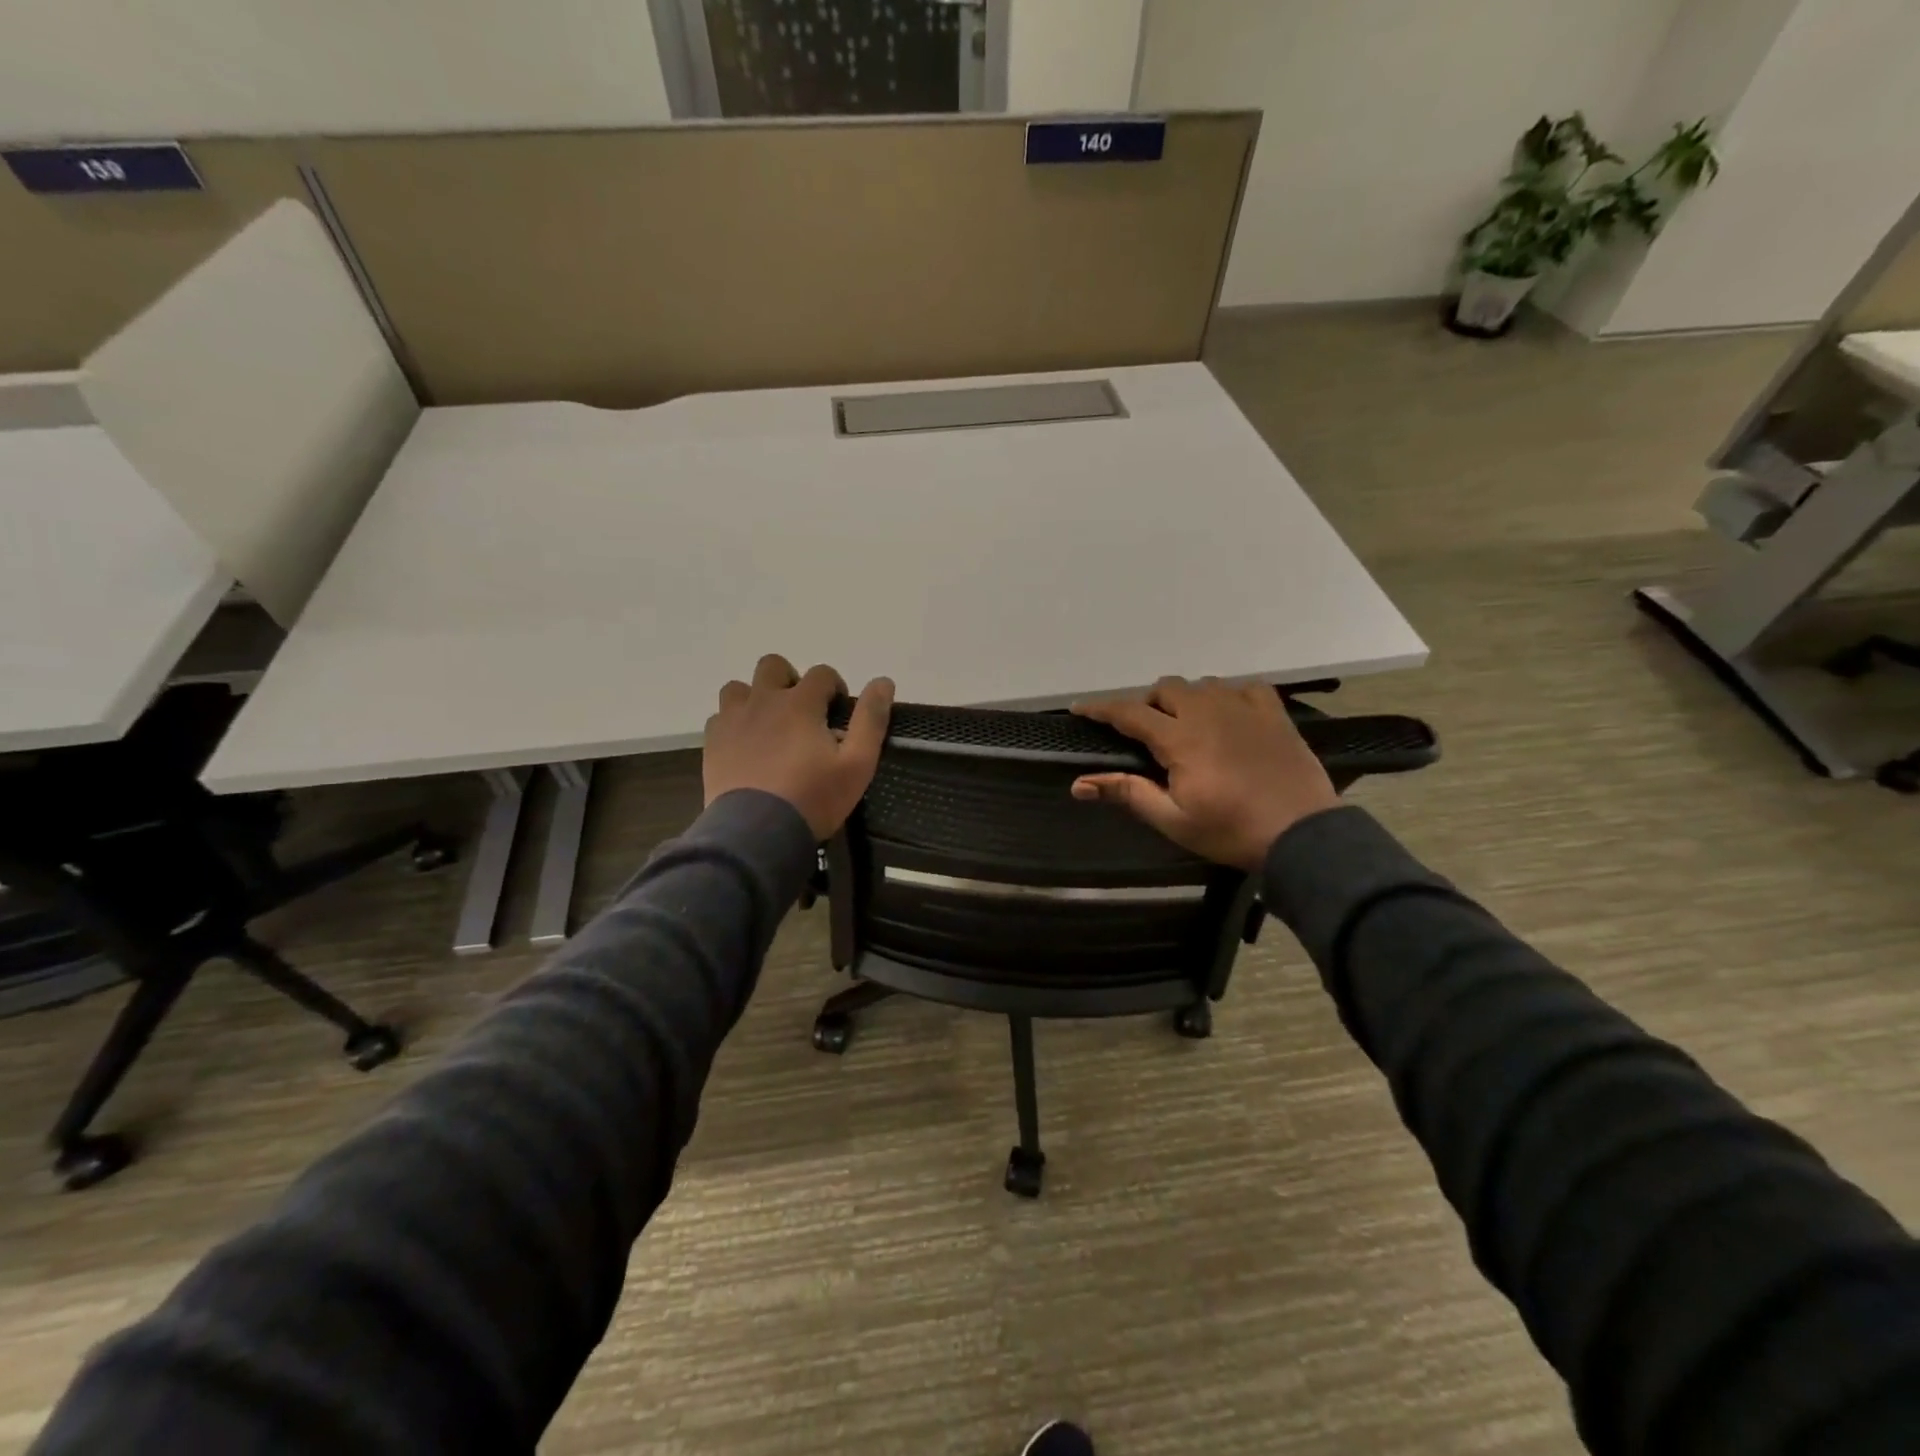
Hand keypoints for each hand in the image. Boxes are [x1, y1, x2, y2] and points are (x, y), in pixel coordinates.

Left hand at [703, 655, 893, 838]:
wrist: (757, 832)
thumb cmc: (813, 797)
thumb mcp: (857, 764)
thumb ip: (871, 719)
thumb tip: (884, 682)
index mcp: (800, 703)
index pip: (821, 673)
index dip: (834, 687)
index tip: (838, 712)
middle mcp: (763, 701)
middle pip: (773, 666)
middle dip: (791, 680)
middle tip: (802, 713)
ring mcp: (733, 720)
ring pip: (739, 688)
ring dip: (756, 697)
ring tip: (769, 726)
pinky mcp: (713, 742)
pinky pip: (720, 717)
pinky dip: (734, 723)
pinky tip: (746, 745)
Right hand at [1070, 677, 1339, 870]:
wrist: (1302, 835)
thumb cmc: (1231, 831)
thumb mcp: (1173, 820)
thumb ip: (1128, 793)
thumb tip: (1079, 784)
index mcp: (1180, 738)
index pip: (1129, 713)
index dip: (1100, 709)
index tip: (1079, 708)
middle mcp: (1208, 711)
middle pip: (1167, 688)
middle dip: (1148, 703)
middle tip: (1147, 733)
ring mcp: (1244, 708)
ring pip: (1204, 684)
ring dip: (1187, 699)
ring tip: (1188, 725)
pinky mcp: (1273, 714)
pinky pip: (1245, 687)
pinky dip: (1229, 696)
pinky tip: (1230, 715)